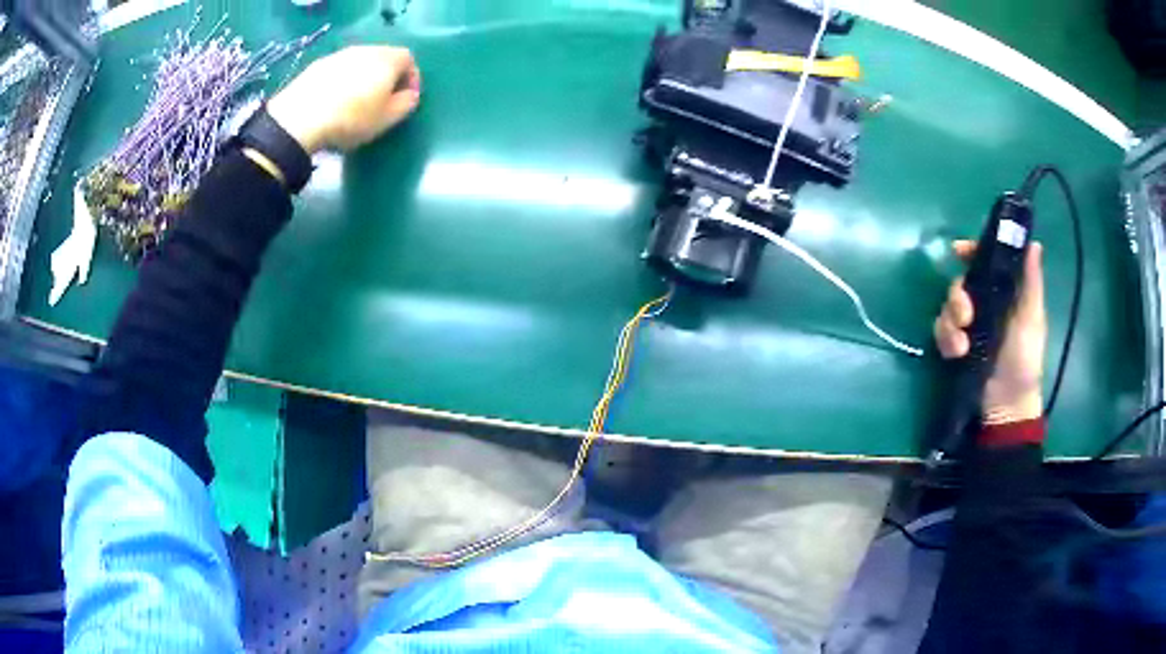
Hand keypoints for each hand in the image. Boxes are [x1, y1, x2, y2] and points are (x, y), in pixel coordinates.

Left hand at [267, 46, 421, 154]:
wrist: (299, 120)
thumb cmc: (351, 119)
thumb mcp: (387, 119)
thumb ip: (406, 104)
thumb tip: (409, 94)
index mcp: (387, 59)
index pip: (409, 59)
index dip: (411, 78)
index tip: (405, 99)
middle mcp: (365, 50)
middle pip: (383, 58)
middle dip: (386, 77)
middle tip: (381, 101)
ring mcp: (338, 55)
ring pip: (359, 63)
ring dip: (362, 79)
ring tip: (354, 103)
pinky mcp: (316, 66)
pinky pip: (338, 71)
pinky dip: (341, 82)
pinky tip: (332, 103)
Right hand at [934, 241, 1046, 423]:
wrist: (1006, 405)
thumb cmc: (1024, 359)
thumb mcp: (1032, 318)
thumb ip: (1031, 282)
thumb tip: (1034, 243)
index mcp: (1003, 292)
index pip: (984, 262)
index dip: (971, 251)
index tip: (958, 251)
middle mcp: (983, 304)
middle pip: (960, 284)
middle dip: (958, 297)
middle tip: (966, 316)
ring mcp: (968, 326)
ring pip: (947, 308)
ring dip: (950, 323)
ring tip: (961, 346)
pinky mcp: (955, 346)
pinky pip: (941, 331)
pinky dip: (945, 340)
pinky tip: (956, 354)